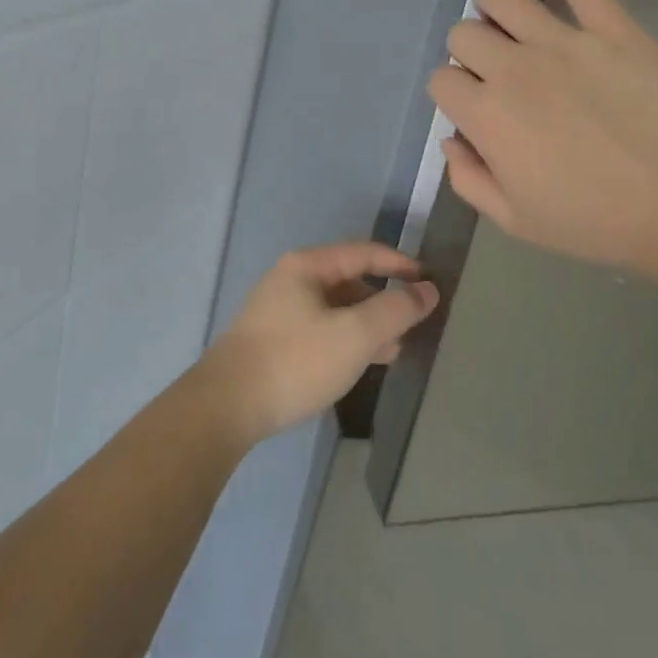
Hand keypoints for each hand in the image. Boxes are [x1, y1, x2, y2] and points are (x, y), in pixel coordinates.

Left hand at [197, 243, 439, 445]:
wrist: (227, 405)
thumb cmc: (295, 361)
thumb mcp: (355, 335)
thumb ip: (395, 310)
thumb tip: (427, 289)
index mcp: (307, 266)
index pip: (364, 252)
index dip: (401, 264)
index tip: (431, 282)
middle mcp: (291, 279)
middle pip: (349, 279)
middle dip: (384, 299)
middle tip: (415, 324)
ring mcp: (278, 310)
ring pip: (335, 308)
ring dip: (367, 323)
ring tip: (395, 349)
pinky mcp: (273, 340)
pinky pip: (321, 328)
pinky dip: (346, 339)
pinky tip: (360, 364)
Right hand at [427, 0, 657, 277]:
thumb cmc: (593, 220)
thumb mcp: (513, 220)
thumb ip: (467, 178)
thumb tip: (451, 139)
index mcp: (485, 114)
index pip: (441, 81)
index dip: (452, 94)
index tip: (472, 109)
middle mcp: (512, 66)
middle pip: (464, 34)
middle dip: (469, 53)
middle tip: (494, 74)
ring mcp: (562, 40)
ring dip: (492, 6)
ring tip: (507, 22)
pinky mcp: (610, 26)